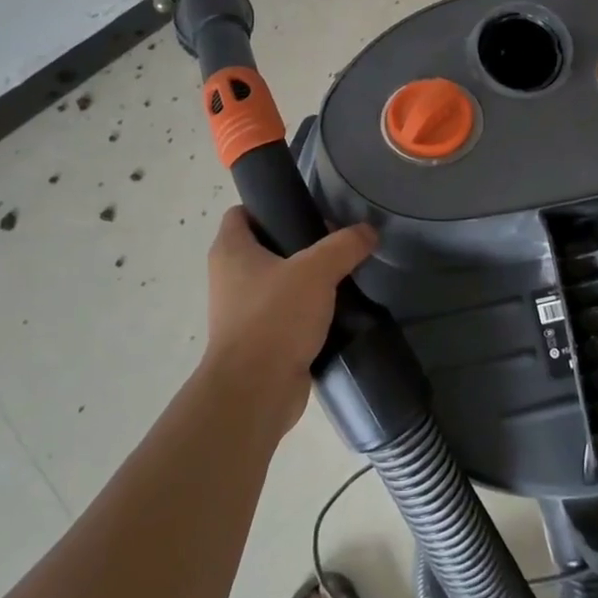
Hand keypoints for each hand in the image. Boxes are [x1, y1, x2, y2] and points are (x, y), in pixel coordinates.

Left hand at [204, 207, 376, 429]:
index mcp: (230, 250)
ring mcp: (241, 311)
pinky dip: (306, 311)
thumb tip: (368, 231)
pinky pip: (284, 314)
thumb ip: (344, 246)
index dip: (270, 205)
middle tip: (334, 242)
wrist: (255, 392)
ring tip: (341, 275)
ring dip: (305, 280)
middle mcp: (229, 277)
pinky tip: (336, 310)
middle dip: (298, 242)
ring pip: (277, 281)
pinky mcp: (258, 340)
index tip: (305, 209)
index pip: (242, 212)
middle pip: (264, 245)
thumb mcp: (316, 271)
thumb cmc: (275, 318)